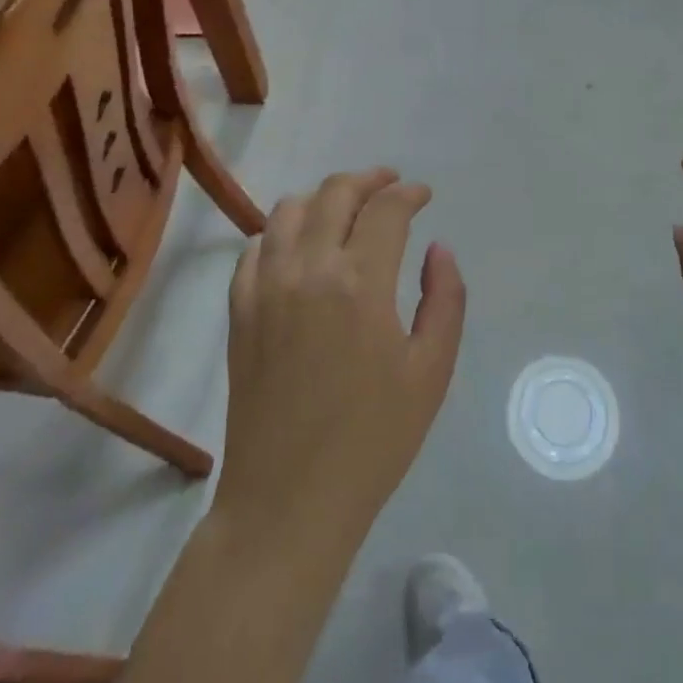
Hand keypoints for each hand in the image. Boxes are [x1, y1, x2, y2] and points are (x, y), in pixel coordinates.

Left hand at [215, 169, 466, 554]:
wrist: (289, 502)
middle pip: (335, 193)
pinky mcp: (239, 311)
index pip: (386, 209)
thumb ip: (444, 299)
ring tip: (346, 209)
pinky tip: (299, 247)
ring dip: (323, 198)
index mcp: (360, 282)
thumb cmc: (373, 440)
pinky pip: (256, 247)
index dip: (409, 193)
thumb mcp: (432, 371)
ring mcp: (265, 287)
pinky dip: (281, 231)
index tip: (424, 195)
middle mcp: (307, 269)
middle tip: (391, 186)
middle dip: (369, 180)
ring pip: (289, 209)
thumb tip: (438, 248)